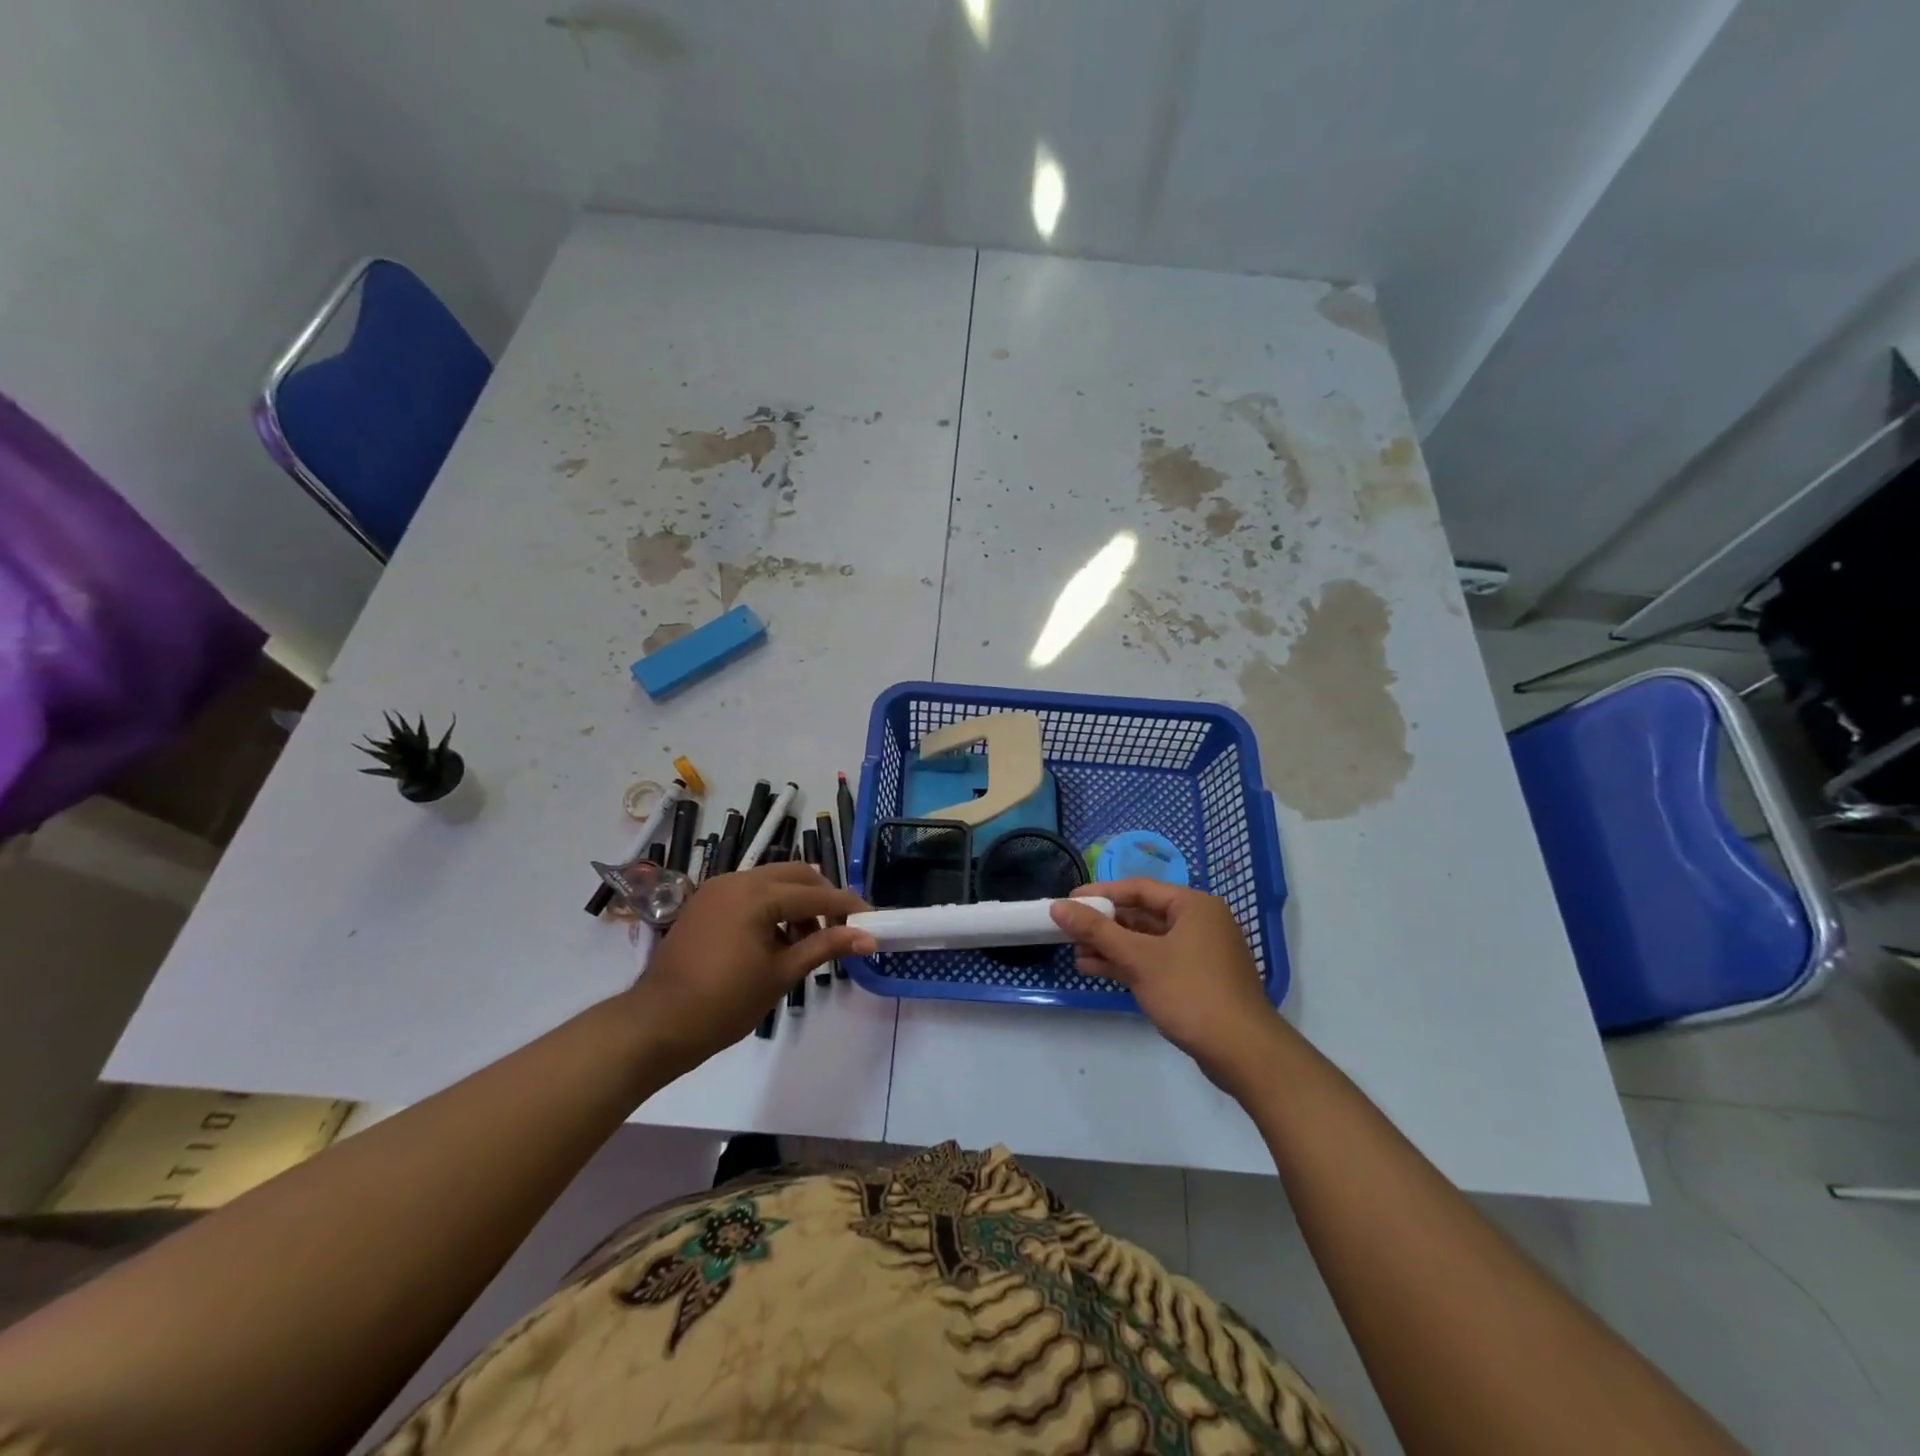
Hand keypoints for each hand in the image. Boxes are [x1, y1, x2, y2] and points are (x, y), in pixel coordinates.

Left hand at [622, 863, 872, 1073]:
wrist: (656, 1024)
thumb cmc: (723, 1003)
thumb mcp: (781, 975)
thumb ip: (825, 947)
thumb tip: (868, 937)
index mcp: (757, 895)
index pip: (815, 893)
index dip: (847, 906)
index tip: (871, 920)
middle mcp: (737, 879)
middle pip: (796, 874)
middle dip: (822, 897)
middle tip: (840, 929)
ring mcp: (717, 888)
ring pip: (772, 880)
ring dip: (796, 901)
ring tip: (806, 940)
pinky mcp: (705, 901)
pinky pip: (750, 891)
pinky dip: (771, 905)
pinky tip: (775, 939)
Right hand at [1050, 880, 1283, 1095]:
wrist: (1243, 1052)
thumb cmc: (1191, 993)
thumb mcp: (1139, 959)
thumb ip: (1097, 931)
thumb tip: (1059, 906)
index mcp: (1193, 906)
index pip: (1138, 889)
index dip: (1100, 893)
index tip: (1068, 901)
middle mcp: (1199, 922)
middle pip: (1142, 914)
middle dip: (1104, 924)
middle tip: (1068, 929)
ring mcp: (1199, 952)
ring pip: (1146, 941)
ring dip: (1111, 946)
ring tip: (1075, 952)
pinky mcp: (1196, 979)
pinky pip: (1155, 961)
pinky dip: (1128, 964)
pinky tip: (1096, 970)